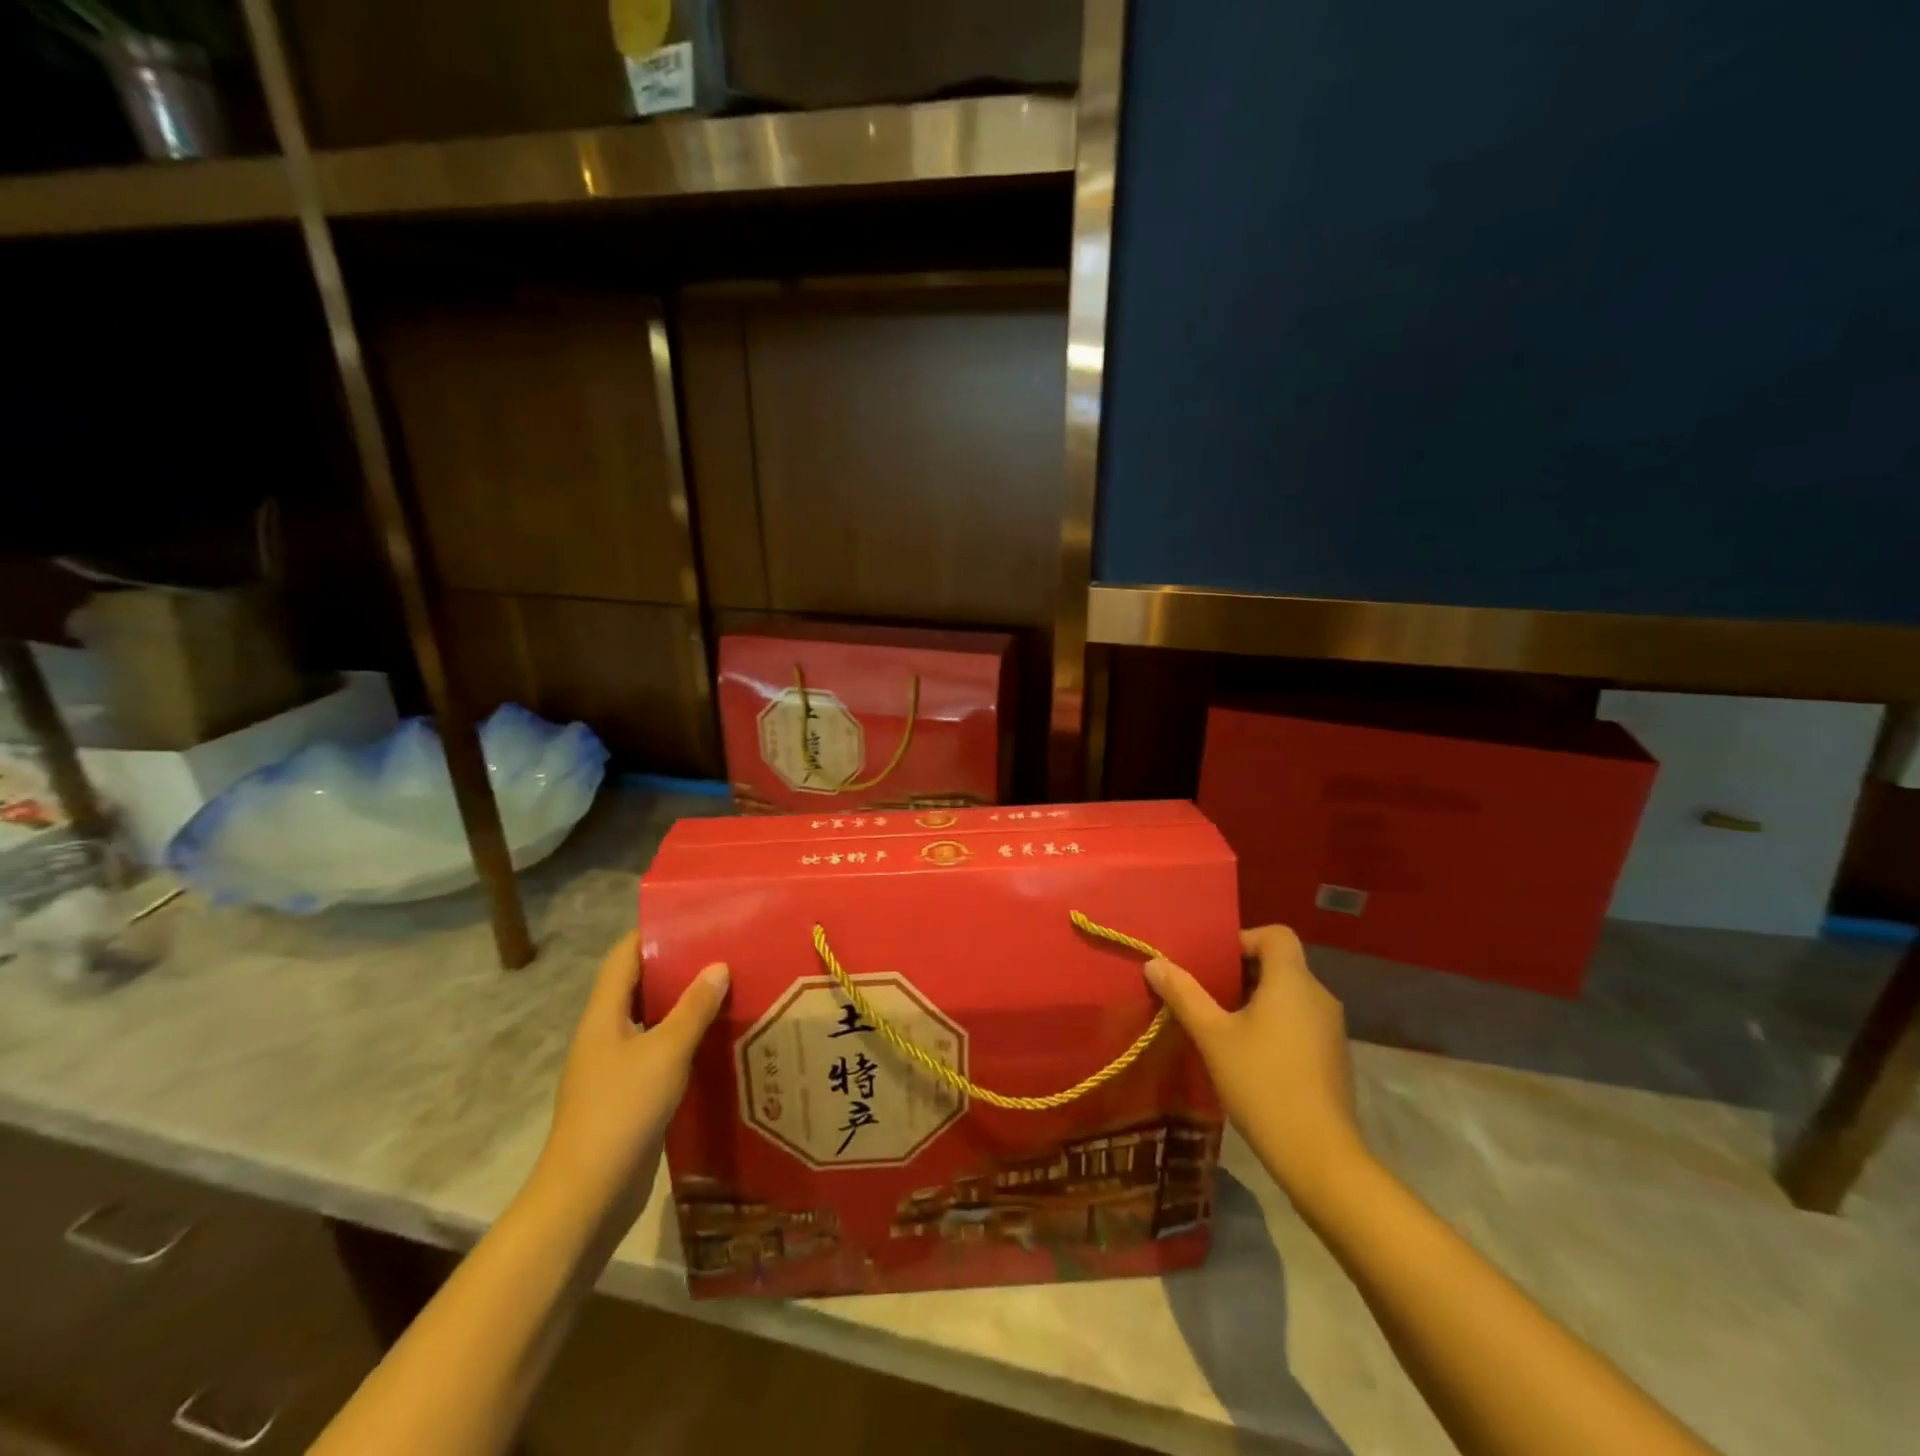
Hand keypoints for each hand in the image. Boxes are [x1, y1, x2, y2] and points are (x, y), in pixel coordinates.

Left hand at [535, 931, 728, 1229]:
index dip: (650, 933)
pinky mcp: (626, 1097)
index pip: (623, 958)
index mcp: (603, 1016)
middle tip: (720, 952)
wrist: (588, 1194)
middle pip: (637, 987)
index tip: (690, 918)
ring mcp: (612, 1069)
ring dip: (681, 1007)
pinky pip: (656, 1054)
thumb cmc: (622, 1110)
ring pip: (650, 1023)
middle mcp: (604, 1035)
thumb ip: (693, 1008)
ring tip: (726, 990)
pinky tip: (714, 1043)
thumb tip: (717, 966)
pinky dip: (682, 1042)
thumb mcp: (666, 1051)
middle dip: (675, 968)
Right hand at [1145, 924, 1364, 1200]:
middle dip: (1240, 972)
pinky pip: (1298, 1021)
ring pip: (1288, 995)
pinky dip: (1273, 1024)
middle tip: (1205, 993)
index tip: (1213, 963)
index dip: (1243, 939)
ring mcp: (1330, 1029)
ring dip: (1254, 1000)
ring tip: (1220, 1025)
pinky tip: (1247, 1055)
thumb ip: (1184, 995)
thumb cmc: (1262, 1084)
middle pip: (1280, 964)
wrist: (1319, 1157)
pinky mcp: (1332, 1057)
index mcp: (1293, 981)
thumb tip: (1155, 963)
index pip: (1276, 934)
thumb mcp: (1213, 1036)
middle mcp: (1319, 996)